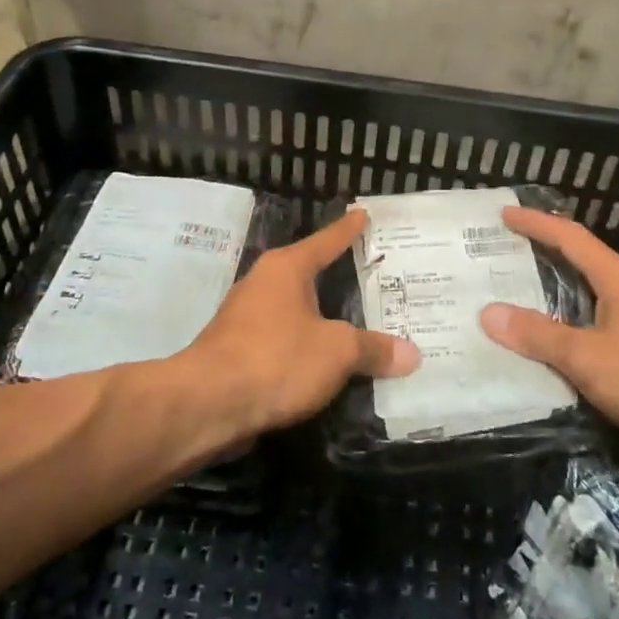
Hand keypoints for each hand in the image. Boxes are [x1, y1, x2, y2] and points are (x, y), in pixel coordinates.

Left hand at [188, 209, 418, 432]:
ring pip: (296, 311)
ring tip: (357, 323)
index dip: (348, 230)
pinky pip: (284, 341)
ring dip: (322, 318)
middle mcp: (263, 284)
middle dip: (339, 277)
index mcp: (286, 269)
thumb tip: (412, 354)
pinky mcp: (238, 353)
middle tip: (375, 275)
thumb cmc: (276, 358)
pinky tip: (325, 363)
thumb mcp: (337, 351)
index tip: (362, 213)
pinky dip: (305, 347)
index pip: (326, 241)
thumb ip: (373, 349)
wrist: (207, 405)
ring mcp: (245, 319)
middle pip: (309, 275)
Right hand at [478, 206, 618, 446]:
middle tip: (506, 256)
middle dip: (545, 254)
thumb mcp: (588, 358)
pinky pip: (607, 318)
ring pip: (596, 292)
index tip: (505, 213)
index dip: (536, 223)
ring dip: (563, 290)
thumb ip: (539, 335)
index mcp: (618, 278)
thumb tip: (489, 313)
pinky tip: (568, 340)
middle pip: (584, 260)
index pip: (570, 238)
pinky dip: (580, 318)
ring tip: (527, 297)